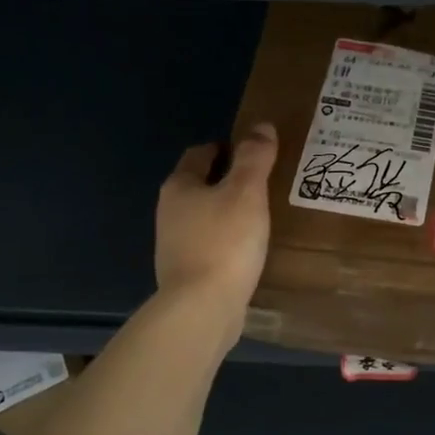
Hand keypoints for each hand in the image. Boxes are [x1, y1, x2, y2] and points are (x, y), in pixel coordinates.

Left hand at [155, 124, 277, 336]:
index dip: (227, 148)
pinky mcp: (186, 272)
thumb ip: (254, 158)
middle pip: (201, 185)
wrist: (201, 308)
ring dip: (228, 212)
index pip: (201, 153)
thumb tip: (261, 126)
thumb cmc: (224, 242)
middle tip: (264, 183)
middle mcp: (170, 212)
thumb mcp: (246, 193)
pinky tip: (249, 250)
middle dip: (228, 181)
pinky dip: (227, 241)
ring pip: (205, 216)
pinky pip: (210, 245)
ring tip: (261, 216)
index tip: (255, 154)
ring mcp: (174, 245)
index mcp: (179, 186)